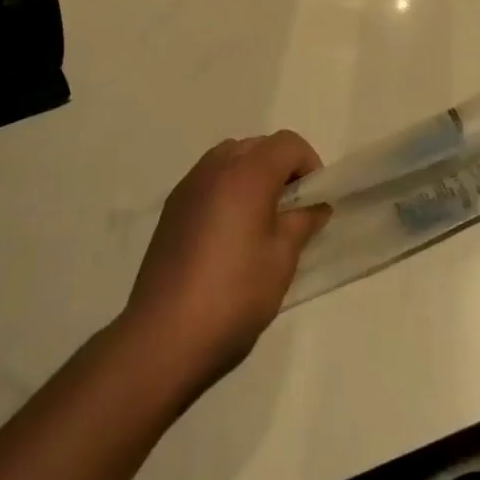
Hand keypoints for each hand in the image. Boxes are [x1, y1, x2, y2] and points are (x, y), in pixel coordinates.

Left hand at [123, 131, 331, 394]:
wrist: (164, 336)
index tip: (314, 200)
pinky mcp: (172, 208)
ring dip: (252, 175)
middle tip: (291, 209)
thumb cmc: (234, 294)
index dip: (309, 164)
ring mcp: (188, 186)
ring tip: (260, 220)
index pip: (288, 143)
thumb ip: (302, 222)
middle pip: (258, 145)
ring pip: (230, 158)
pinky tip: (229, 233)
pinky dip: (227, 189)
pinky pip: (208, 180)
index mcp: (247, 174)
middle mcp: (215, 168)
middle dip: (281, 167)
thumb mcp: (281, 259)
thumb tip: (314, 206)